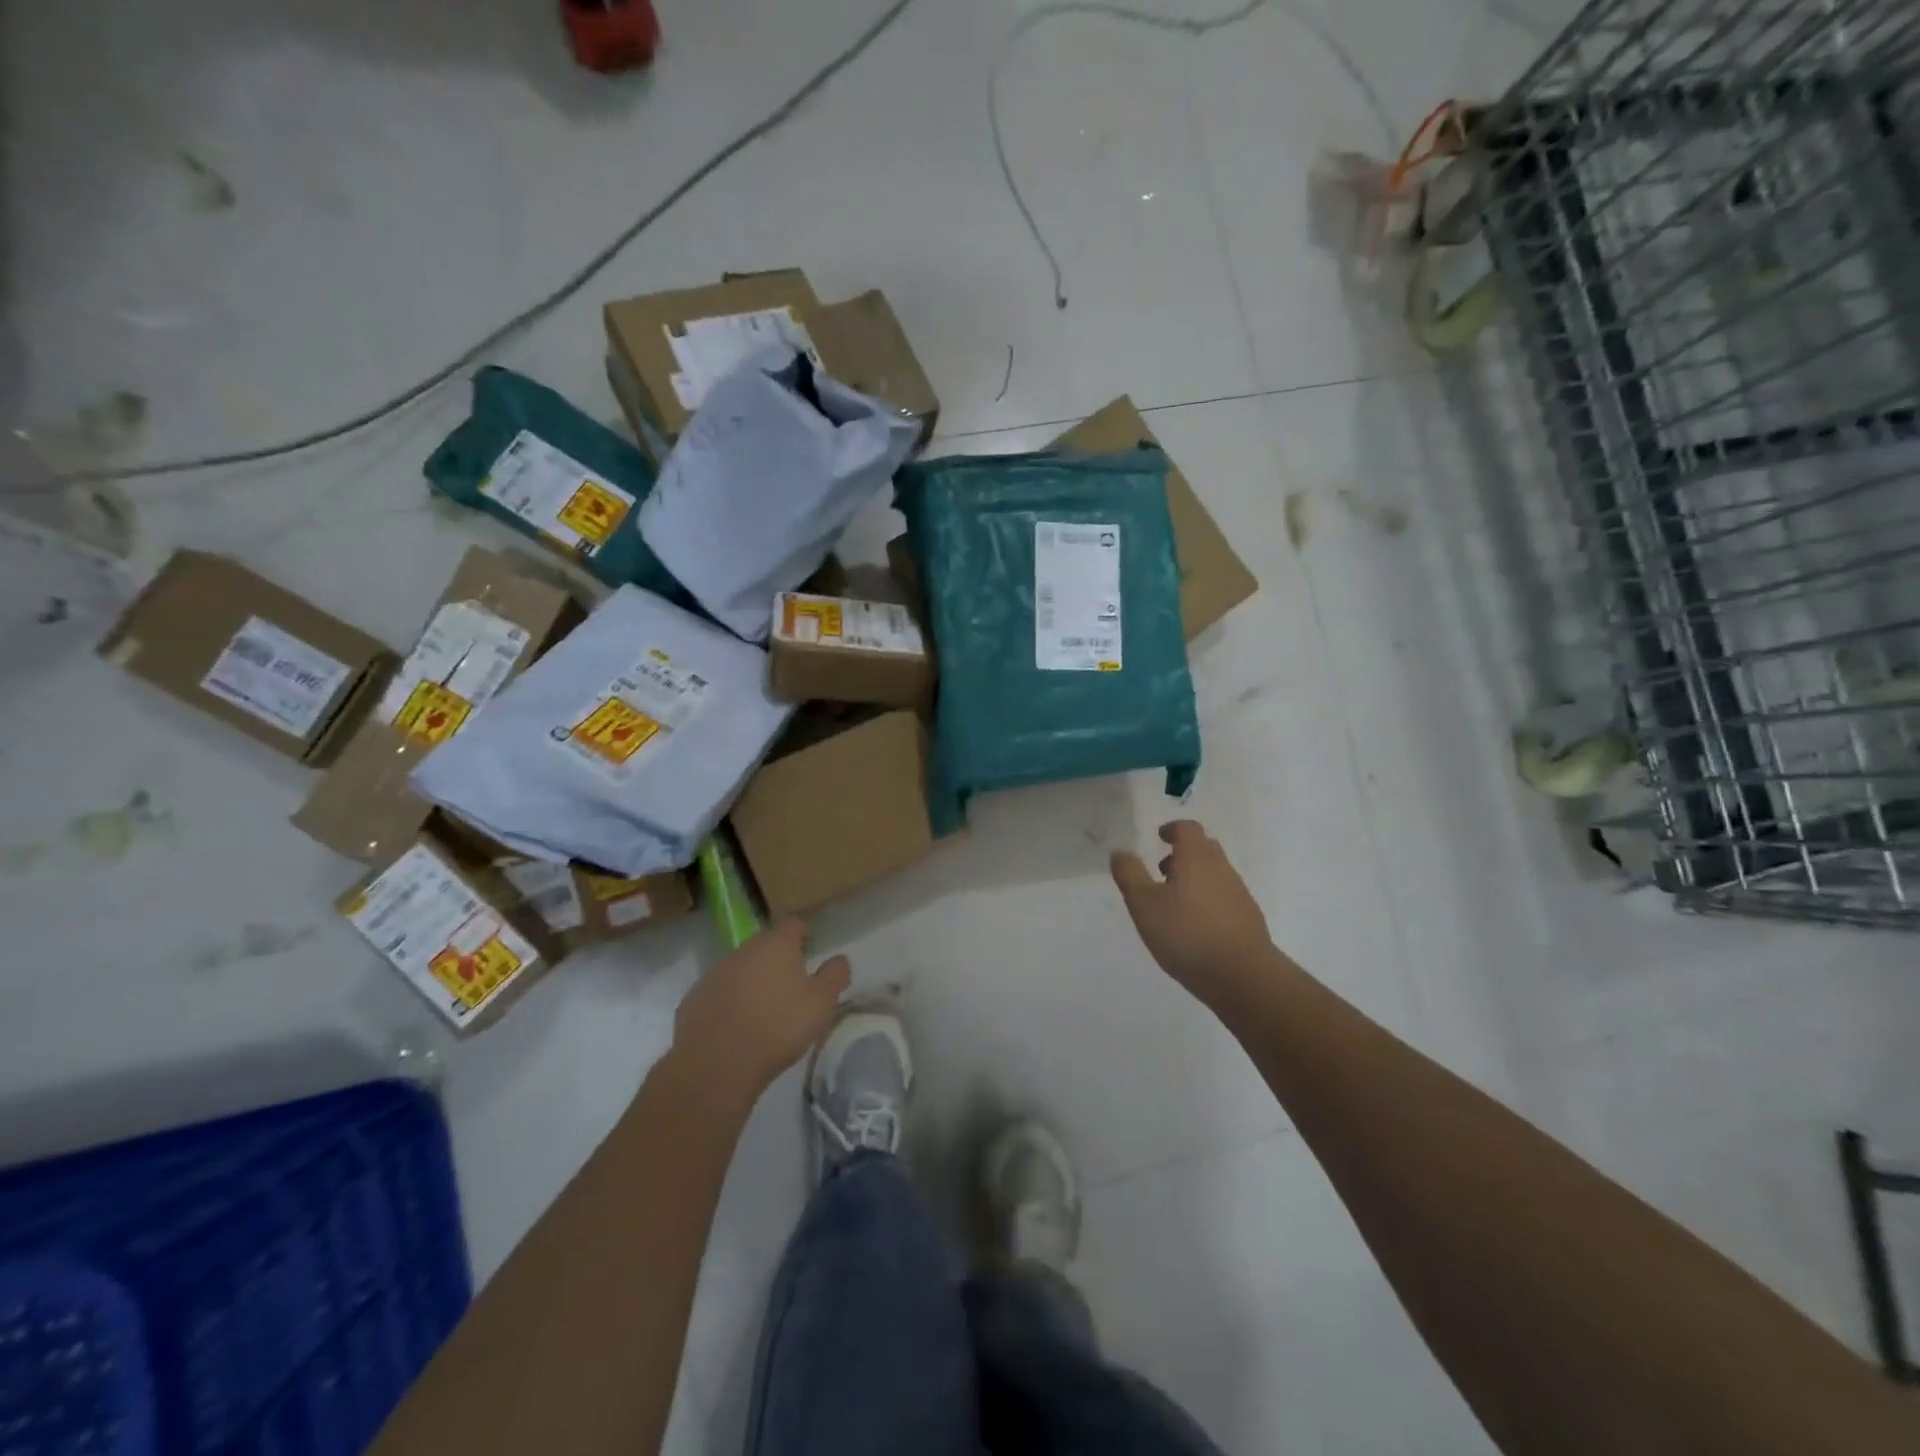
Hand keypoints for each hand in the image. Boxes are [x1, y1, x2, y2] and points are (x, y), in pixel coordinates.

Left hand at [672, 920, 850, 1104]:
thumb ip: (835, 976)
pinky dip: (728, 1002)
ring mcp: (715, 973)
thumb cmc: (778, 1026)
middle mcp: (743, 950)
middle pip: (764, 946)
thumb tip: (839, 959)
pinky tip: (735, 1027)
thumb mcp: (821, 1003)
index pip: (793, 925)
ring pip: (740, 969)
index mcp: (776, 944)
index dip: (803, 936)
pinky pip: (718, 993)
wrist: (717, 1062)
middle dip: (776, 960)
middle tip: (790, 986)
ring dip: (751, 981)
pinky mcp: (693, 998)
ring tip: (762, 1010)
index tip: (810, 953)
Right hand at [1111, 821, 1270, 1003]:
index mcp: (1196, 858)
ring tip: (1173, 904)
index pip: (1187, 829)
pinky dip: (1207, 899)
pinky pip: (1224, 896)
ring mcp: (1239, 893)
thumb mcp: (1144, 905)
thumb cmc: (1186, 934)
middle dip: (1182, 854)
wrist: (1243, 976)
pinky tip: (1195, 926)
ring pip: (1215, 873)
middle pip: (1204, 848)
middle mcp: (1222, 868)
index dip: (1172, 829)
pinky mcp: (1248, 918)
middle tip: (1162, 871)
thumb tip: (1120, 852)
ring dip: (1194, 878)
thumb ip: (1130, 875)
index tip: (1159, 838)